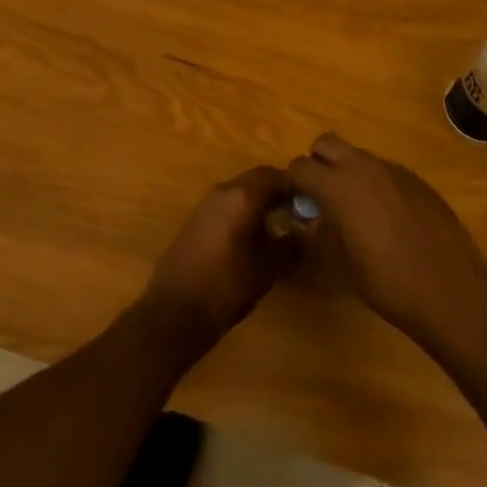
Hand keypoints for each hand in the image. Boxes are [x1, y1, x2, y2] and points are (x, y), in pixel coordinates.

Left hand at [141, 166, 296, 354]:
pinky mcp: (195, 220)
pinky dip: (243, 211)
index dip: (296, 186)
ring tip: (278, 226)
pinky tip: (252, 237)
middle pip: (258, 179)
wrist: (174, 311)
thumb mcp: (268, 268)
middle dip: (278, 192)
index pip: (276, 175)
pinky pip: (227, 204)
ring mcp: (206, 204)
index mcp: (242, 195)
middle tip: (298, 213)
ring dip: (260, 201)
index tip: (312, 203)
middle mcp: (223, 190)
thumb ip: (290, 245)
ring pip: (241, 191)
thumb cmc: (227, 287)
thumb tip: (303, 232)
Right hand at [287, 134, 486, 353]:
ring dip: (347, 171)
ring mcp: (394, 170)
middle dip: (317, 163)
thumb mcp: (340, 264)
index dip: (291, 183)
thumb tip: (306, 219)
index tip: (293, 203)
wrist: (452, 290)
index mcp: (339, 186)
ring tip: (355, 209)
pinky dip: (375, 183)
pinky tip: (387, 217)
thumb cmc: (388, 283)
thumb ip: (318, 233)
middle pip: (326, 143)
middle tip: (320, 196)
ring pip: (358, 155)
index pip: (299, 167)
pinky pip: (385, 170)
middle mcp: (364, 167)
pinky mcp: (417, 179)